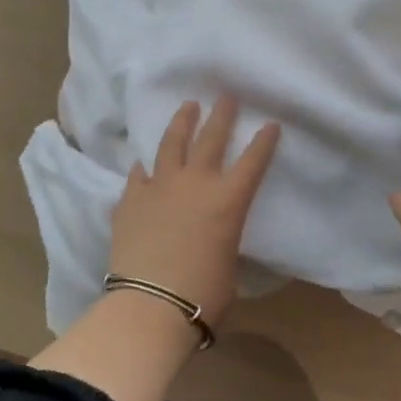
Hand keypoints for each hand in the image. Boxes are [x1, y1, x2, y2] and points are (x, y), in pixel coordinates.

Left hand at [109, 95, 280, 326]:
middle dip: (222, 115)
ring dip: (181, 123)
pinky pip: (138, 175)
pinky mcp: (130, 199)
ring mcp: (160, 187)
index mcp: (229, 200)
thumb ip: (223, 241)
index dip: (264, 141)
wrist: (151, 304)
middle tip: (226, 97)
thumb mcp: (228, 264)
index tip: (270, 123)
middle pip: (211, 138)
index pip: (253, 161)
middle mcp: (196, 183)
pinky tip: (143, 163)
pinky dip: (143, 168)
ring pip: (171, 144)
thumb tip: (215, 241)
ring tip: (187, 106)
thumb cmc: (203, 294)